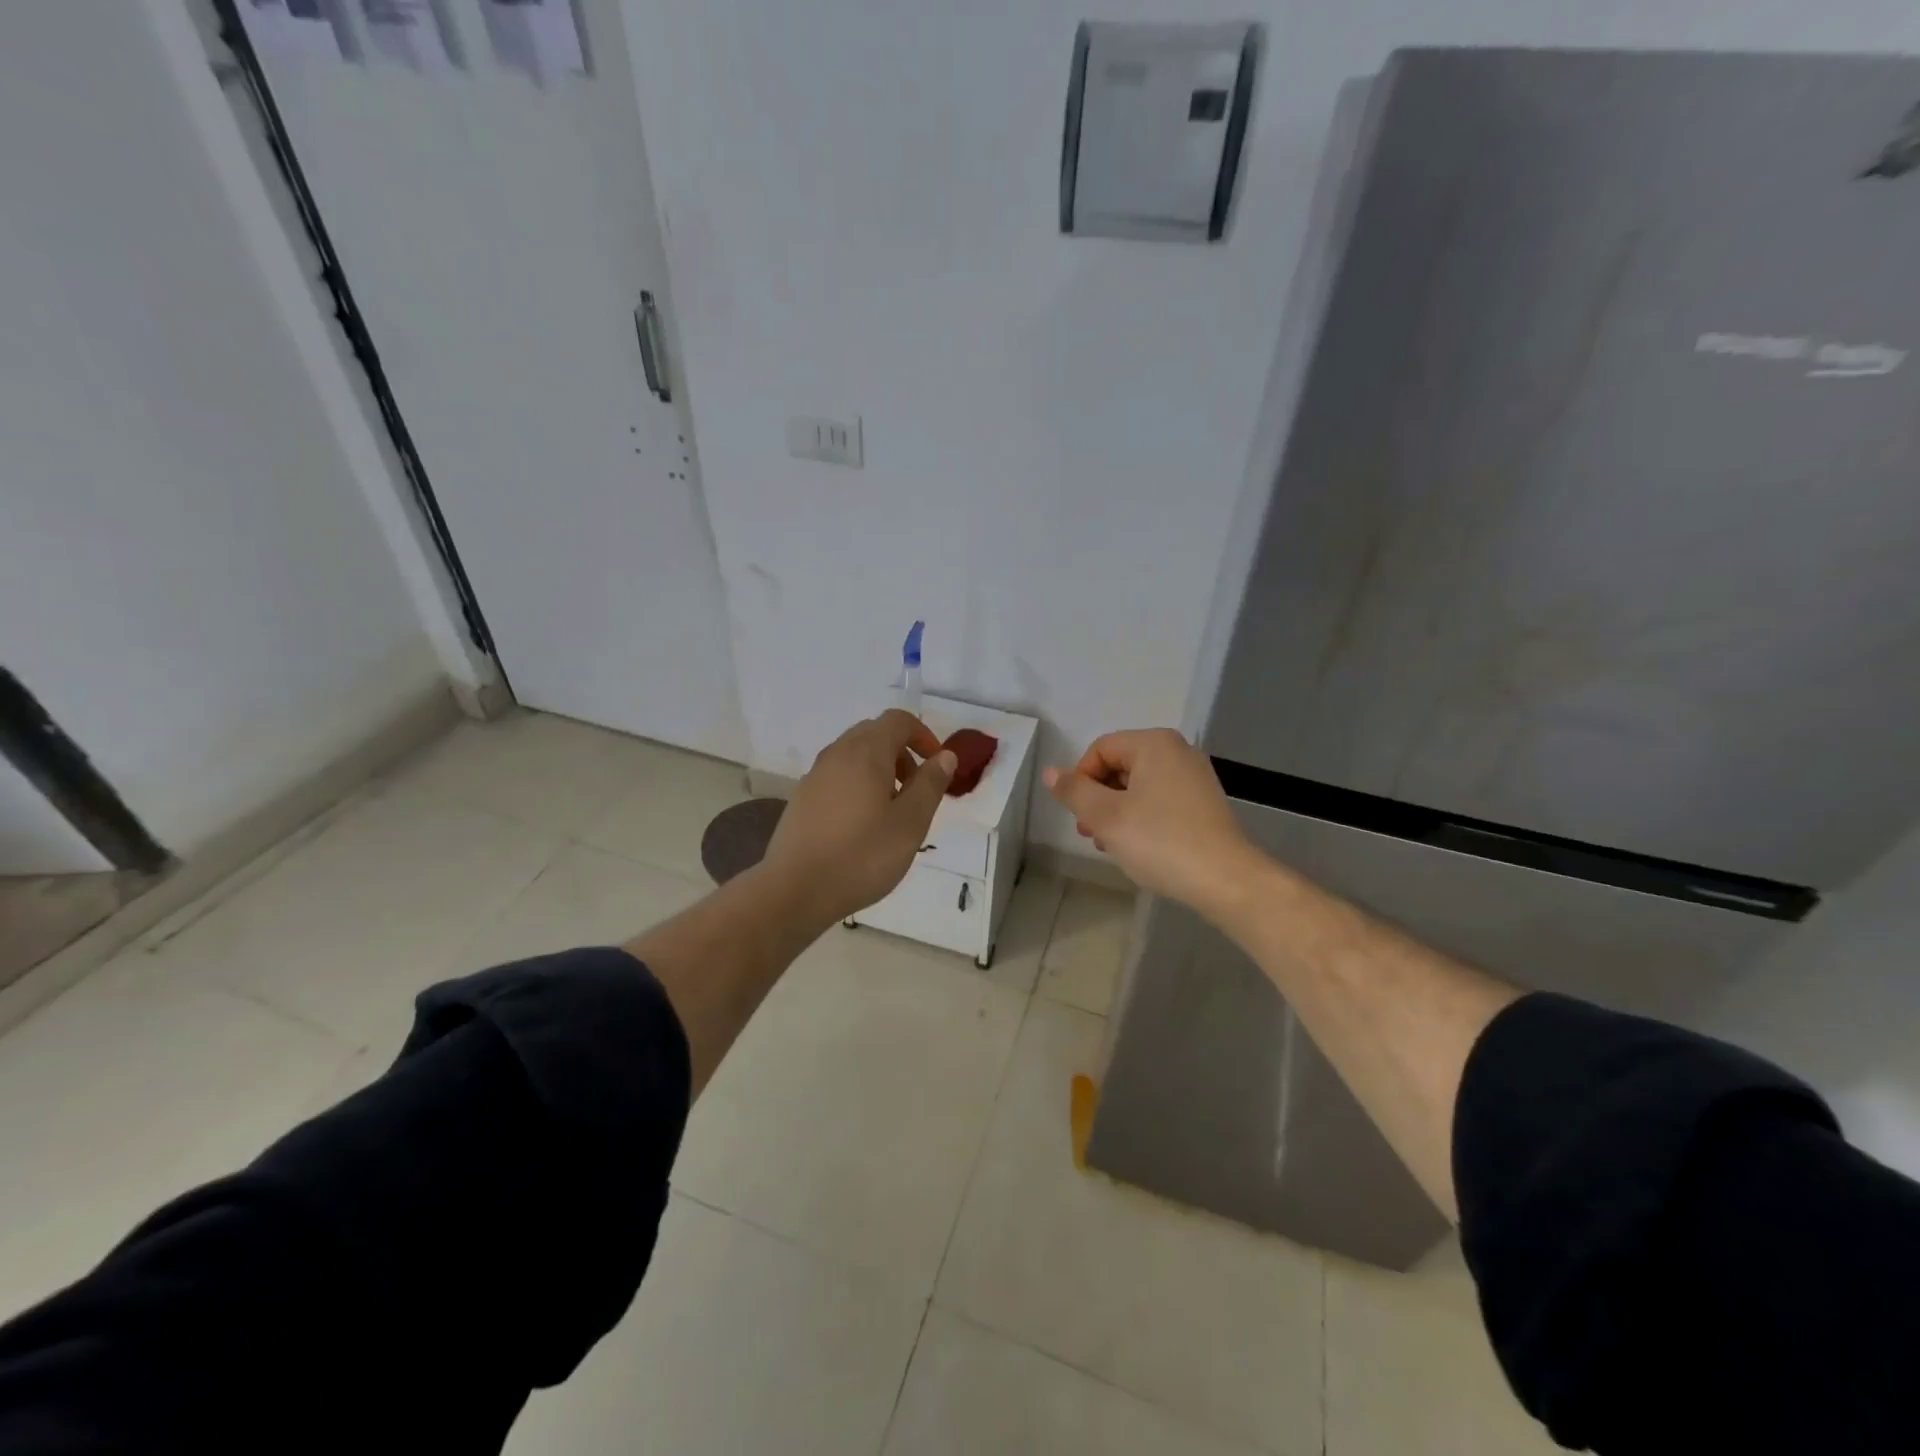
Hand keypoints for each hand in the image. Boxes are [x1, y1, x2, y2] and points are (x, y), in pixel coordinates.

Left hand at [762, 710, 956, 926]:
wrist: (795, 890)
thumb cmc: (862, 855)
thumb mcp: (911, 823)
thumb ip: (930, 784)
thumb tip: (944, 756)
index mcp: (866, 752)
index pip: (898, 720)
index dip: (923, 735)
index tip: (937, 766)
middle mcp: (837, 754)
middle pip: (874, 734)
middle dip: (901, 752)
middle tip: (916, 789)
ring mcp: (814, 776)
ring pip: (853, 756)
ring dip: (879, 770)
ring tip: (891, 811)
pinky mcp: (801, 799)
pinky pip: (837, 777)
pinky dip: (857, 786)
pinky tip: (861, 826)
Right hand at [1043, 729, 1258, 916]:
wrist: (1226, 880)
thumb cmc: (1160, 841)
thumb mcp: (1106, 816)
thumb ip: (1074, 791)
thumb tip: (1050, 772)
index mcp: (1154, 744)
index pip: (1100, 749)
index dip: (1081, 779)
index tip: (1079, 815)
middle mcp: (1177, 751)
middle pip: (1120, 766)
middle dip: (1098, 798)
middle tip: (1090, 833)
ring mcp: (1195, 777)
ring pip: (1139, 786)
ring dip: (1117, 811)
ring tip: (1111, 845)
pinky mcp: (1205, 803)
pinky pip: (1160, 800)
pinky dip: (1142, 818)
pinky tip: (1138, 847)